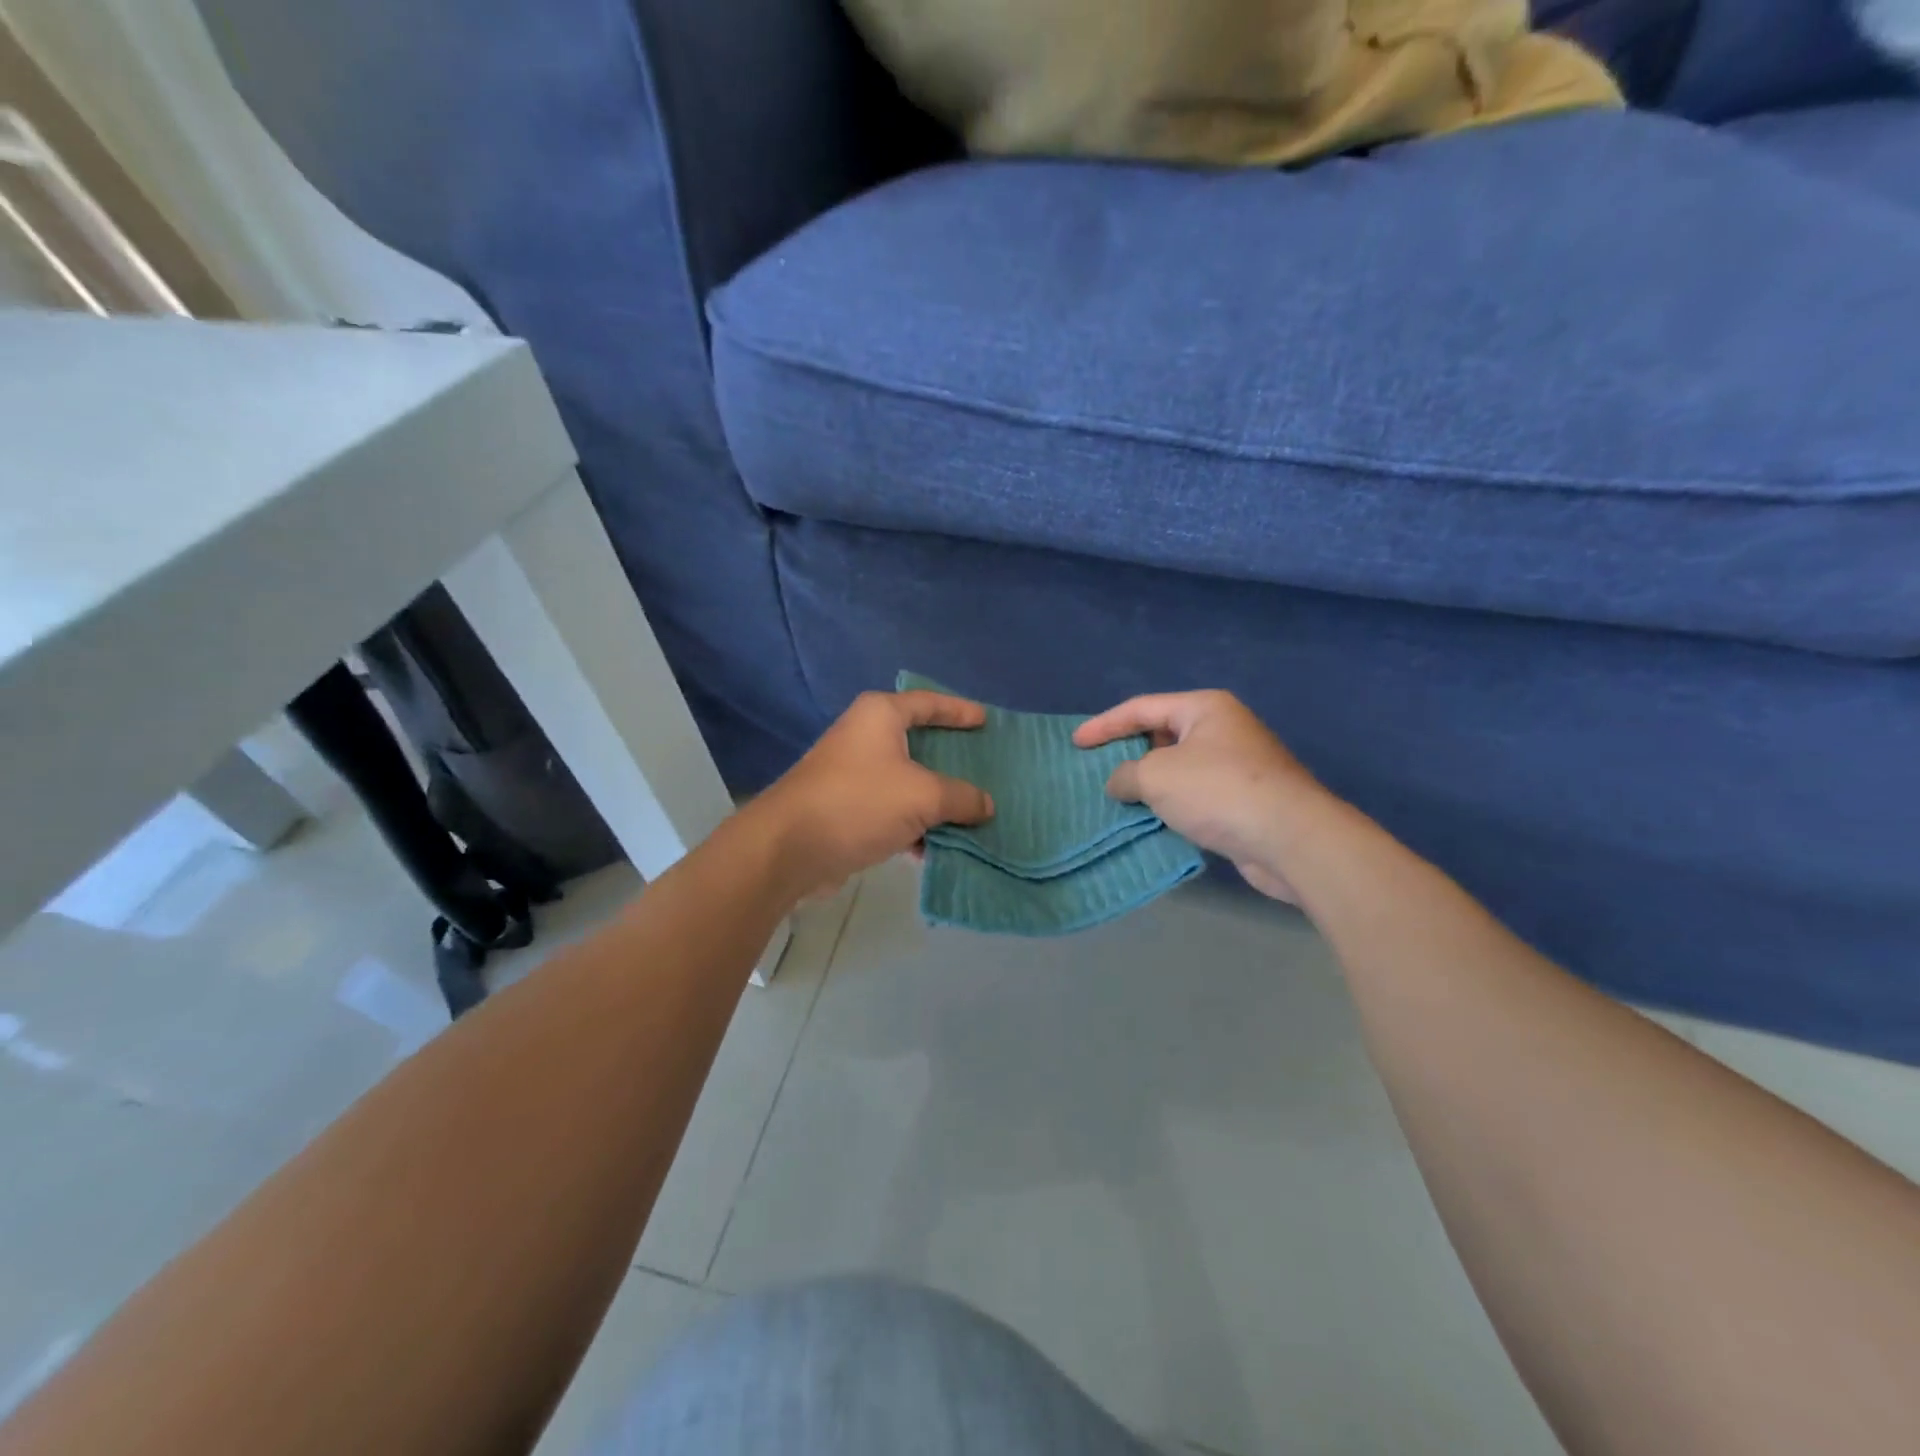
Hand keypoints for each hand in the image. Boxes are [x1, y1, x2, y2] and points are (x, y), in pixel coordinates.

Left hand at [756, 690, 994, 899]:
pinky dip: (914, 825)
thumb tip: (986, 805)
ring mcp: (852, 774)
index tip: (984, 720)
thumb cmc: (860, 802)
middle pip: (919, 742)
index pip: (928, 702)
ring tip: (972, 814)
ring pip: (907, 782)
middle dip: (952, 760)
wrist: (790, 848)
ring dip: (936, 800)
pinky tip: (936, 847)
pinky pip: (891, 810)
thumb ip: (961, 797)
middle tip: (985, 768)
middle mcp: (864, 737)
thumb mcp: (923, 796)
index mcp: (880, 716)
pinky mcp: (845, 808)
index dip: (958, 710)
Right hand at [1074, 691, 1327, 902]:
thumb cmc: (1217, 791)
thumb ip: (1126, 775)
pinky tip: (1151, 819)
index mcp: (1204, 708)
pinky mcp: (1244, 799)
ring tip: (1117, 797)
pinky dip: (1171, 804)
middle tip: (1096, 769)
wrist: (1290, 838)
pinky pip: (1195, 794)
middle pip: (1161, 734)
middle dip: (1128, 752)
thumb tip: (1121, 783)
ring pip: (1178, 767)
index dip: (1104, 724)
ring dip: (1149, 783)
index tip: (1075, 743)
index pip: (1141, 708)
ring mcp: (1237, 764)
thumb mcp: (1156, 776)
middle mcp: (1223, 729)